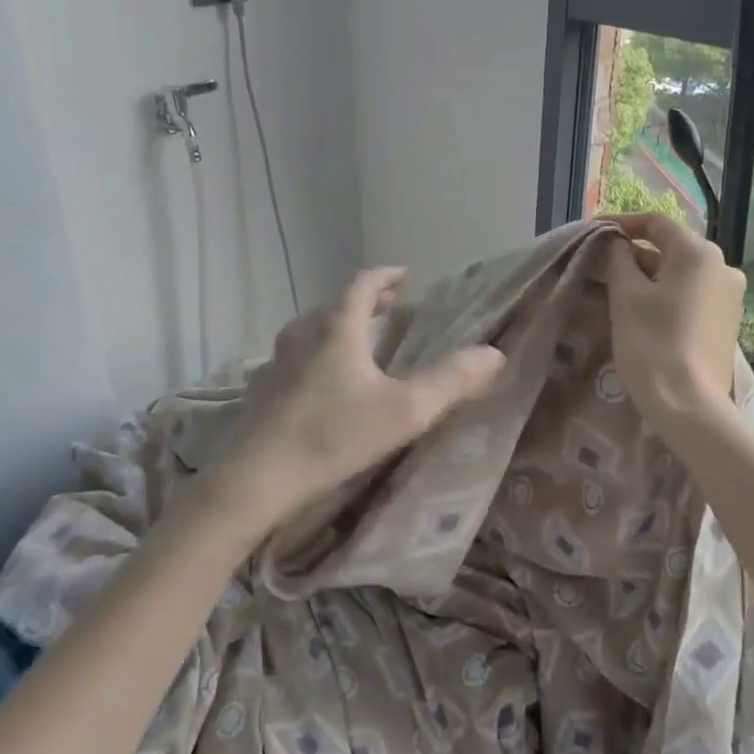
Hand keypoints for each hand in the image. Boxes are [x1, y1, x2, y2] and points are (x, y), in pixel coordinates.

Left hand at [231, 267, 505, 517]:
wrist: (258, 478)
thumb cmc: (336, 436)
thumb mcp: (406, 411)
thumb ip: (452, 381)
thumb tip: (495, 354)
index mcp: (337, 330)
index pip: (362, 285)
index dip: (385, 276)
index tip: (404, 275)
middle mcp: (302, 336)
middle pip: (334, 306)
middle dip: (365, 303)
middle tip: (389, 307)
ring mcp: (275, 363)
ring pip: (309, 332)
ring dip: (335, 328)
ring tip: (355, 342)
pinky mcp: (260, 392)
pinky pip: (291, 360)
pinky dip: (312, 357)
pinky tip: (317, 383)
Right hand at [600, 213, 744, 429]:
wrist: (689, 405)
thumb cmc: (652, 344)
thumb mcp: (626, 297)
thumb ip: (618, 261)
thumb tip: (615, 243)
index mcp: (699, 253)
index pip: (655, 223)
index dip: (621, 223)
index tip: (592, 234)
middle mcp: (722, 267)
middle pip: (669, 249)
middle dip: (632, 254)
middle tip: (597, 266)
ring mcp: (728, 296)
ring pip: (679, 274)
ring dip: (646, 277)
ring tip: (612, 290)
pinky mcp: (725, 322)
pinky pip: (690, 296)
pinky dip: (664, 296)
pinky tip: (639, 312)